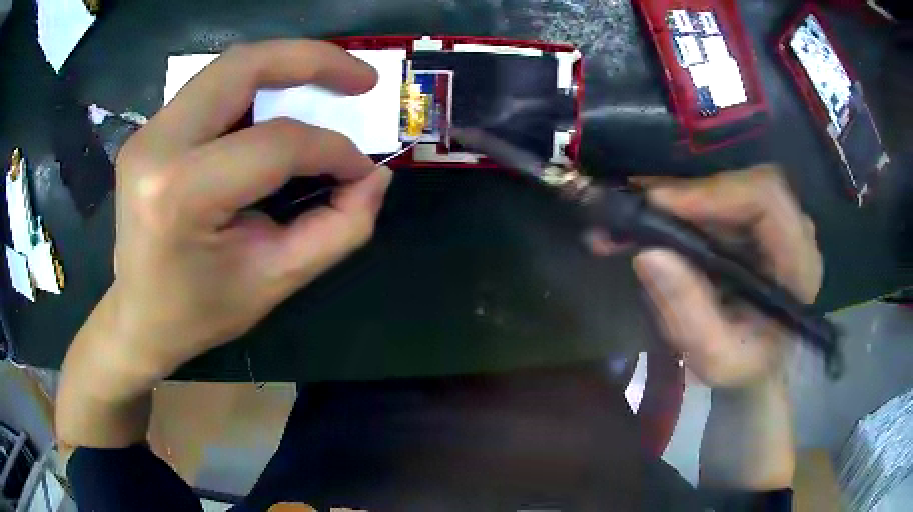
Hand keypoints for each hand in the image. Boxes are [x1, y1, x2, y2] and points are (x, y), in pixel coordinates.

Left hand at [105, 40, 391, 385]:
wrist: (138, 317)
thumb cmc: (200, 311)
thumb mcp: (275, 281)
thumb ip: (338, 230)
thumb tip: (374, 178)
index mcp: (181, 192)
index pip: (275, 143)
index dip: (332, 149)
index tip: (363, 168)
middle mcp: (157, 145)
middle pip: (245, 66)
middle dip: (313, 60)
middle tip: (361, 78)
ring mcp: (148, 132)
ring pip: (229, 67)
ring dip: (285, 65)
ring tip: (328, 80)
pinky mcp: (150, 130)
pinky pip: (213, 87)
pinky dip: (256, 84)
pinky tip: (280, 102)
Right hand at [622, 166, 821, 388]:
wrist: (758, 363)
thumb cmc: (744, 366)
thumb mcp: (715, 358)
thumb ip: (689, 313)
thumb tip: (647, 254)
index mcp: (799, 265)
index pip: (766, 199)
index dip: (715, 191)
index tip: (660, 204)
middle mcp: (793, 230)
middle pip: (741, 182)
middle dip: (687, 191)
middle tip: (637, 204)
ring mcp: (775, 221)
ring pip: (727, 185)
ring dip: (678, 196)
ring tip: (633, 214)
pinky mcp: (755, 220)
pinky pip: (719, 197)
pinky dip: (682, 204)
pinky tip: (651, 217)